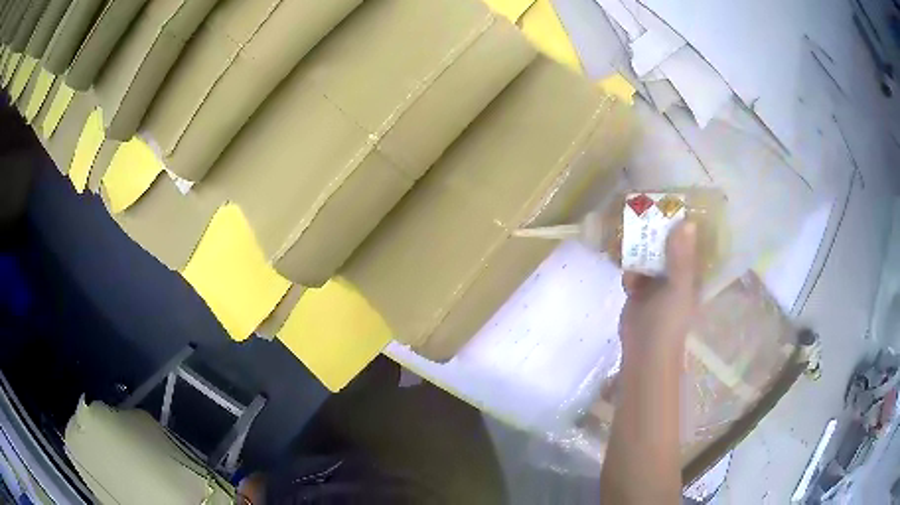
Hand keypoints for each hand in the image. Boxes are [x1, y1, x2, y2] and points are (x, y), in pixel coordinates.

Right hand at [619, 221, 699, 362]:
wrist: (643, 352)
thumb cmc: (668, 322)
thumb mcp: (678, 288)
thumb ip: (681, 258)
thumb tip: (687, 222)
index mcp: (691, 271)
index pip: (690, 239)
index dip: (683, 220)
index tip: (670, 200)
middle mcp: (676, 271)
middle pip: (667, 242)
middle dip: (655, 228)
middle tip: (641, 209)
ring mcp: (657, 280)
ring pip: (648, 253)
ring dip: (638, 244)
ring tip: (626, 228)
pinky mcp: (639, 287)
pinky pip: (633, 267)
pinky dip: (628, 265)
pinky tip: (622, 266)